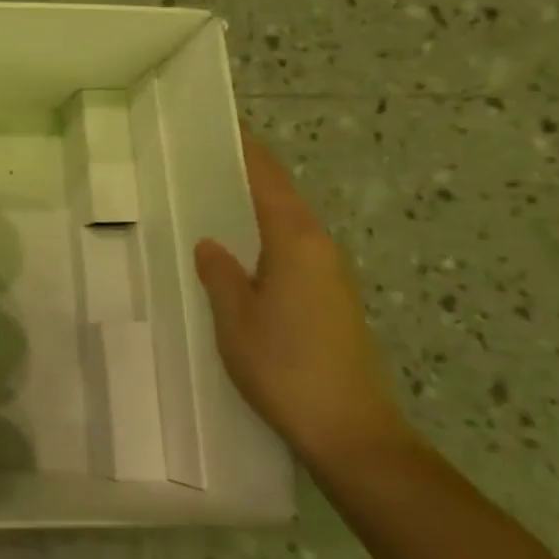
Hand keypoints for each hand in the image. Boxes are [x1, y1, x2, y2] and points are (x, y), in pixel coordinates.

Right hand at [194, 129, 410, 470]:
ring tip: (218, 202)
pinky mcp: (334, 303)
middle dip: (251, 177)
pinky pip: (295, 253)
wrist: (350, 431)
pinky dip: (268, 239)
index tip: (225, 126)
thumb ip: (220, 275)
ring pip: (291, 227)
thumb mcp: (235, 319)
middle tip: (207, 163)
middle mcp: (321, 250)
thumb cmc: (285, 366)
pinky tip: (243, 256)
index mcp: (296, 242)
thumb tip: (212, 245)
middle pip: (284, 199)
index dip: (248, 152)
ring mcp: (333, 278)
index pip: (269, 181)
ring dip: (259, 209)